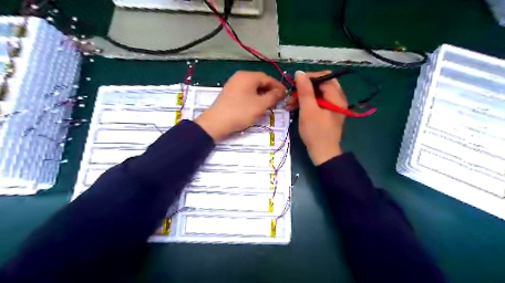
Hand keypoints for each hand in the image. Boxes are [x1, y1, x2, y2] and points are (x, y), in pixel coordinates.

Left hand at [195, 71, 284, 140]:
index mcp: (248, 76)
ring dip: (262, 94)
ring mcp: (233, 83)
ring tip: (269, 104)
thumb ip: (273, 96)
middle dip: (270, 90)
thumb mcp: (260, 105)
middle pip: (260, 81)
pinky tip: (256, 105)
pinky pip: (245, 91)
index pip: (268, 78)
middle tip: (278, 101)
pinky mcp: (230, 92)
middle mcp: (240, 76)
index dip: (278, 86)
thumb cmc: (241, 112)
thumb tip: (282, 91)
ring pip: (253, 87)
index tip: (286, 95)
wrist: (217, 122)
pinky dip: (253, 96)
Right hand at [288, 69, 347, 165]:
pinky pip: (316, 103)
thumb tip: (300, 72)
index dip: (309, 77)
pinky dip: (306, 104)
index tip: (295, 83)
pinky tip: (294, 108)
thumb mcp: (308, 110)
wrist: (323, 153)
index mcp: (336, 96)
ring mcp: (332, 107)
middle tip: (291, 94)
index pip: (324, 77)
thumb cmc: (316, 132)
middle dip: (304, 88)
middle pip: (320, 85)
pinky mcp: (326, 114)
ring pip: (317, 95)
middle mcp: (337, 99)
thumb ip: (304, 90)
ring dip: (302, 97)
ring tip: (289, 104)